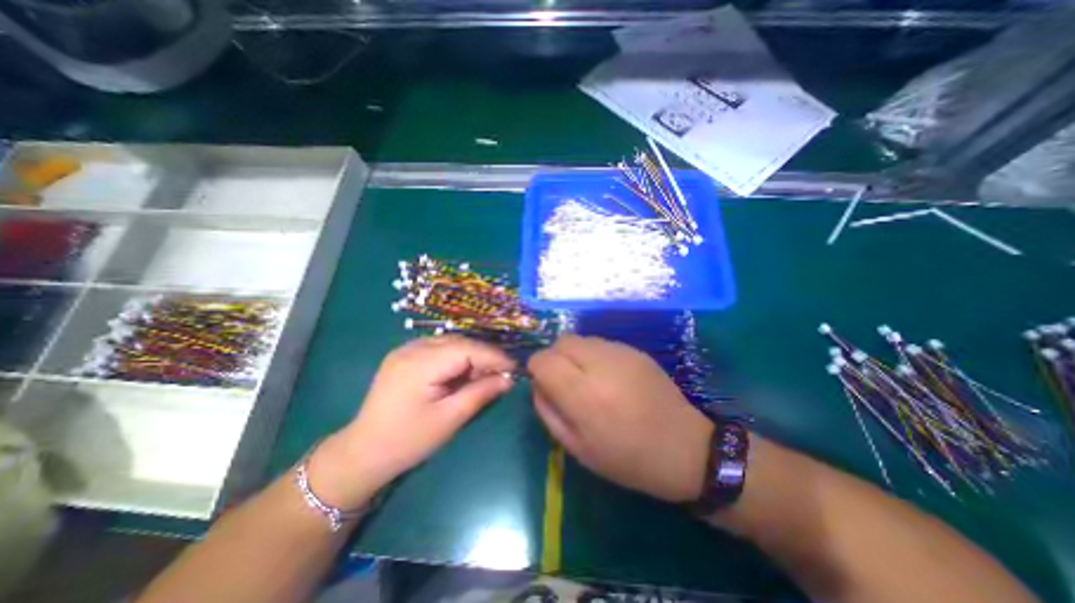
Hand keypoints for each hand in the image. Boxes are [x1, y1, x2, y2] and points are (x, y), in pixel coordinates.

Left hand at [312, 337, 515, 511]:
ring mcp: (405, 350)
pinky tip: (462, 372)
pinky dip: (456, 357)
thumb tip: (508, 379)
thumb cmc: (407, 441)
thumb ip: (480, 393)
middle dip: (484, 356)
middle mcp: (411, 348)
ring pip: (450, 343)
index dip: (493, 356)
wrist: (362, 453)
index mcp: (420, 364)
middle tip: (501, 374)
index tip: (514, 368)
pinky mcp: (404, 356)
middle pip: (459, 342)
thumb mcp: (449, 419)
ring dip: (471, 355)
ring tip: (484, 374)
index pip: (466, 349)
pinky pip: (438, 348)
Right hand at [529, 335, 710, 502]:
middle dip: (554, 357)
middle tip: (564, 381)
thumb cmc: (627, 458)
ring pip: (580, 339)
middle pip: (561, 342)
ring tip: (586, 379)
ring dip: (574, 355)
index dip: (536, 368)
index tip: (543, 383)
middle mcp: (601, 365)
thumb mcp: (577, 448)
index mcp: (584, 395)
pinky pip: (600, 343)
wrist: (685, 448)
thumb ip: (548, 411)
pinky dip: (593, 355)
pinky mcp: (635, 350)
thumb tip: (537, 384)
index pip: (543, 360)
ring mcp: (621, 353)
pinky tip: (607, 377)